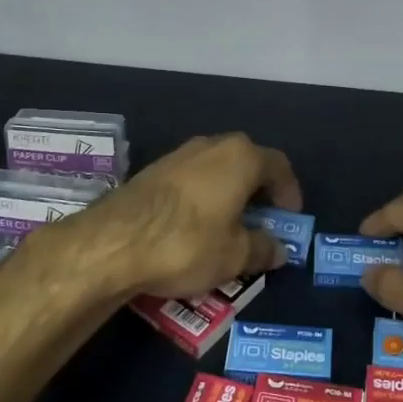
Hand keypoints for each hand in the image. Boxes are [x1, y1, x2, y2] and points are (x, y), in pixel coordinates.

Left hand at [40, 133, 300, 301]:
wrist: (113, 243)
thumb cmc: (187, 243)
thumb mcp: (234, 256)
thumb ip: (262, 249)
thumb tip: (278, 250)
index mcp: (241, 157)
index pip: (278, 165)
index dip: (289, 191)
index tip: (290, 216)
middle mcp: (211, 146)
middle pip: (246, 162)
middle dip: (258, 190)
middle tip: (262, 219)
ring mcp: (178, 155)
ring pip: (215, 170)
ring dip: (228, 193)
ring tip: (229, 226)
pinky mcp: (151, 171)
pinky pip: (190, 180)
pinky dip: (202, 198)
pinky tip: (195, 227)